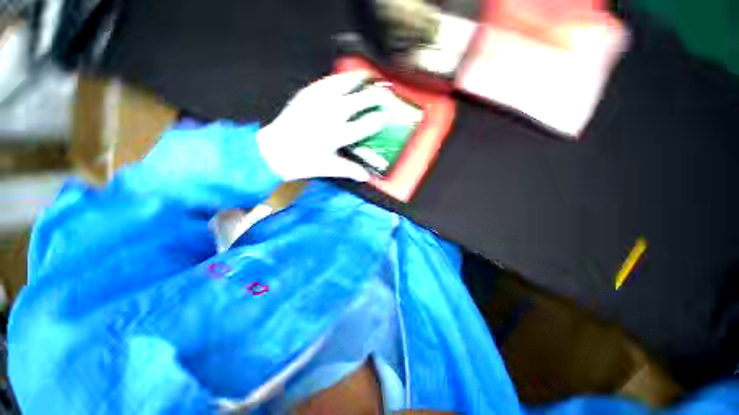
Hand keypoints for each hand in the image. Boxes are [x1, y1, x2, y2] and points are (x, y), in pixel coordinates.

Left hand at [257, 72, 391, 181]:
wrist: (274, 151)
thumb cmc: (303, 162)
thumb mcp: (329, 168)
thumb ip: (350, 170)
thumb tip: (367, 177)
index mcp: (339, 135)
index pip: (366, 124)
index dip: (379, 119)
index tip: (387, 116)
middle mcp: (331, 114)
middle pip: (360, 100)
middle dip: (376, 96)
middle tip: (385, 93)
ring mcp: (318, 101)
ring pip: (344, 84)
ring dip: (358, 80)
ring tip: (368, 77)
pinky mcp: (306, 94)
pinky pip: (326, 81)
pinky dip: (338, 78)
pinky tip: (343, 78)